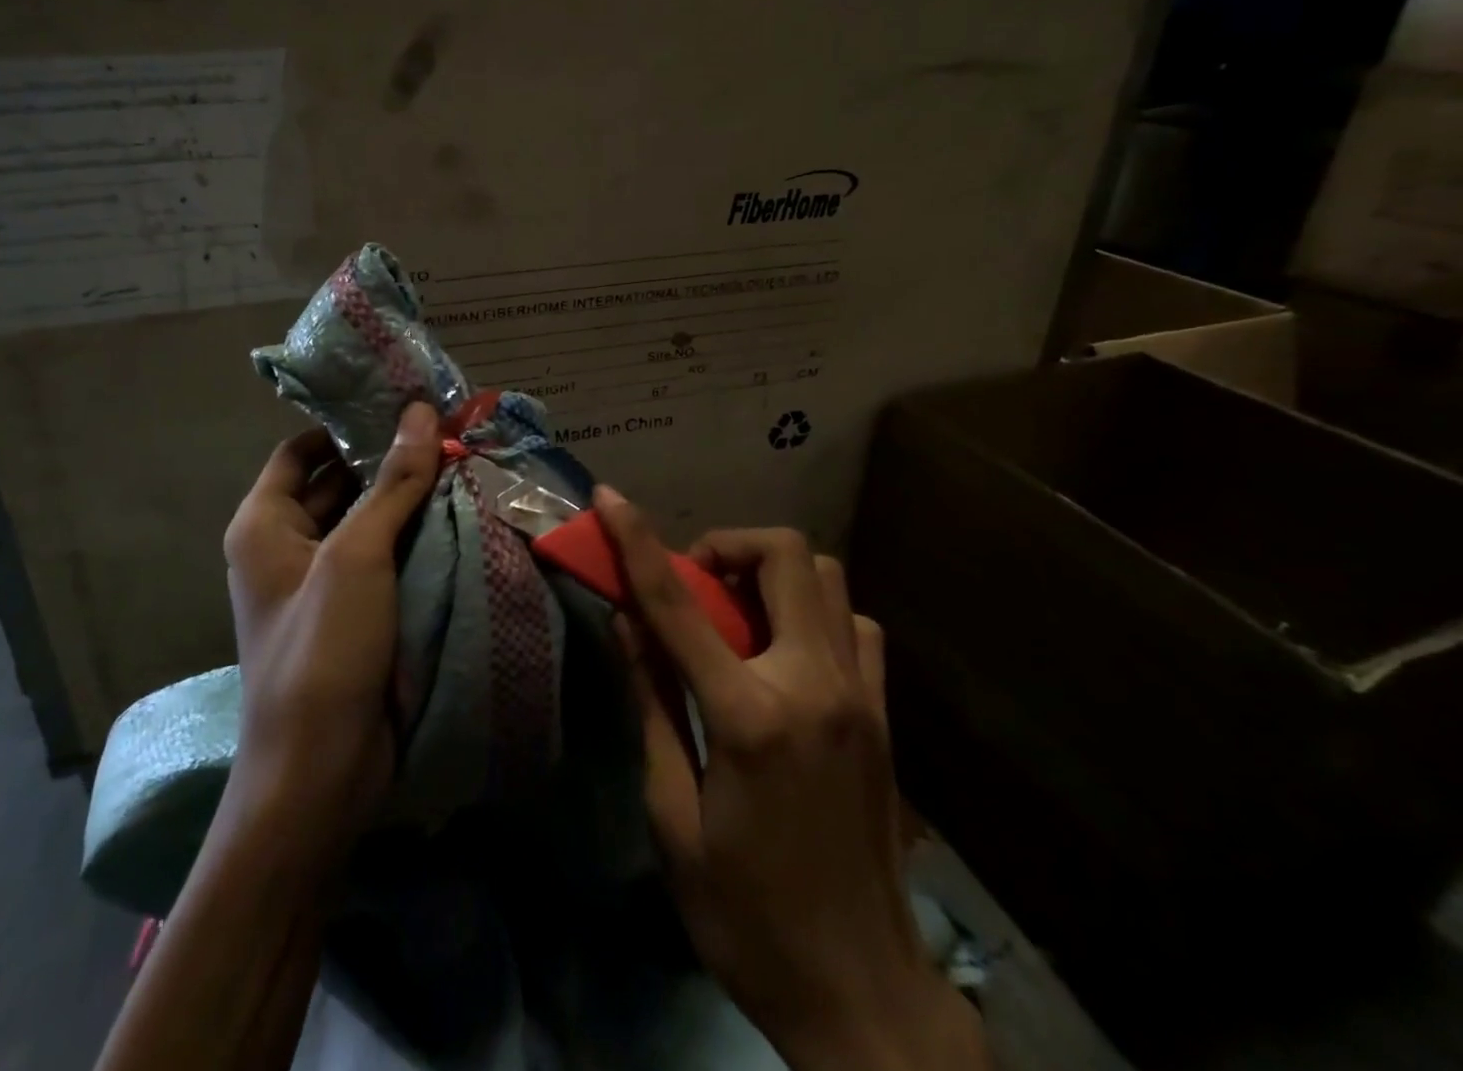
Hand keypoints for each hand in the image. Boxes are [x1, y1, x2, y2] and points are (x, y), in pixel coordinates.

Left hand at [221, 402, 440, 846]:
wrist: (319, 772)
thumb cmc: (322, 650)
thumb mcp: (357, 556)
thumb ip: (392, 482)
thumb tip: (419, 412)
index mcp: (264, 523)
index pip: (300, 450)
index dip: (344, 424)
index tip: (399, 403)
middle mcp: (286, 546)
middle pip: (336, 482)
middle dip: (387, 458)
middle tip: (447, 429)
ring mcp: (322, 582)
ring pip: (367, 520)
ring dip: (407, 496)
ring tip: (462, 461)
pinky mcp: (355, 611)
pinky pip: (385, 557)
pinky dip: (414, 535)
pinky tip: (458, 514)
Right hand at [596, 495, 987, 1070]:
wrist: (863, 997)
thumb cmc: (746, 915)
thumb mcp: (673, 815)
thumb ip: (653, 703)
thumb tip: (627, 622)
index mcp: (750, 716)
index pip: (678, 604)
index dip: (636, 541)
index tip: (609, 498)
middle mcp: (813, 684)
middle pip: (783, 554)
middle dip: (727, 545)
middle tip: (694, 585)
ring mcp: (861, 695)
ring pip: (827, 577)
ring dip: (772, 574)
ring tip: (737, 616)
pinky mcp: (884, 714)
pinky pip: (854, 625)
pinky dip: (814, 612)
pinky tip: (786, 652)